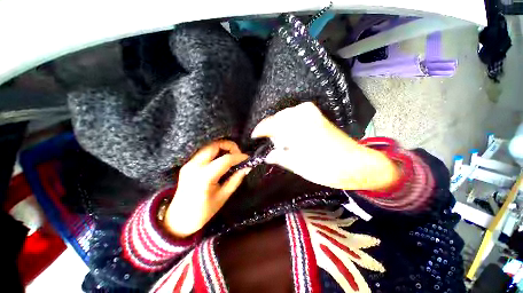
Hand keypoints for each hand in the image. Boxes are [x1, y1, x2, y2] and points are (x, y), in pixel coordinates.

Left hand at [164, 140, 249, 237]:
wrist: (178, 219)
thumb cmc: (202, 212)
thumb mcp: (222, 197)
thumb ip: (236, 180)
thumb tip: (247, 167)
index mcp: (203, 177)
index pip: (225, 159)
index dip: (238, 157)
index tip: (247, 158)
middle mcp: (194, 165)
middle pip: (214, 145)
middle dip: (230, 146)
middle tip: (238, 155)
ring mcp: (189, 163)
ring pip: (209, 146)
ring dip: (223, 148)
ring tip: (232, 157)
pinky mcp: (188, 164)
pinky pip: (205, 152)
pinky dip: (216, 152)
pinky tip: (222, 160)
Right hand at [251, 102, 398, 190]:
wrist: (357, 164)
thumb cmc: (327, 168)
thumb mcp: (298, 166)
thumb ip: (280, 156)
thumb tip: (267, 155)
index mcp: (297, 126)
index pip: (270, 124)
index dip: (260, 131)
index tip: (254, 137)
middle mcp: (303, 113)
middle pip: (277, 118)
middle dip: (271, 130)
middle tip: (269, 143)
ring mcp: (311, 113)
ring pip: (285, 117)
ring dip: (280, 128)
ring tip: (280, 142)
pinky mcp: (316, 116)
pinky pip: (295, 117)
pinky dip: (289, 126)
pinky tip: (290, 137)